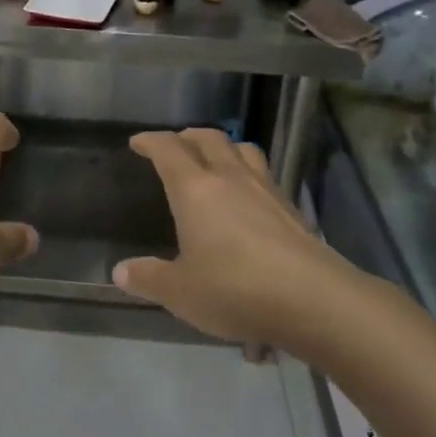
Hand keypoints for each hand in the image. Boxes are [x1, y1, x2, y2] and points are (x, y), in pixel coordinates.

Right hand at [114, 128, 346, 346]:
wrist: (315, 300)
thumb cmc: (236, 290)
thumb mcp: (181, 292)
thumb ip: (150, 278)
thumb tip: (120, 271)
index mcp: (195, 190)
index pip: (168, 150)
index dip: (150, 141)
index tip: (138, 142)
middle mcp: (230, 179)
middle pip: (209, 139)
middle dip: (188, 136)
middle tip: (175, 144)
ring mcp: (266, 190)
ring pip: (243, 150)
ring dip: (224, 147)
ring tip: (215, 159)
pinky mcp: (292, 209)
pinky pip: (264, 175)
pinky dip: (249, 173)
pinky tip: (248, 197)